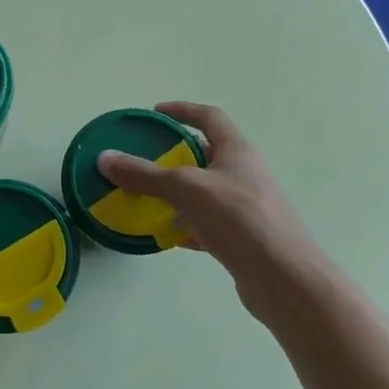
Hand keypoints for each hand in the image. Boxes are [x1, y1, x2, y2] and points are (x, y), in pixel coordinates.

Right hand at [97, 102, 339, 326]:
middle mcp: (246, 173)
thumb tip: (104, 158)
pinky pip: (209, 222)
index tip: (155, 113)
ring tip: (147, 198)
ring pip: (206, 191)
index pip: (209, 117)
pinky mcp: (244, 237)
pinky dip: (187, 224)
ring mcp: (247, 206)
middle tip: (144, 159)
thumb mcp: (186, 189)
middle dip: (175, 155)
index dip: (182, 110)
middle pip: (207, 154)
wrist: (283, 278)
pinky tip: (167, 235)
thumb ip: (145, 174)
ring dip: (178, 192)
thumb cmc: (238, 219)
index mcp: (237, 150)